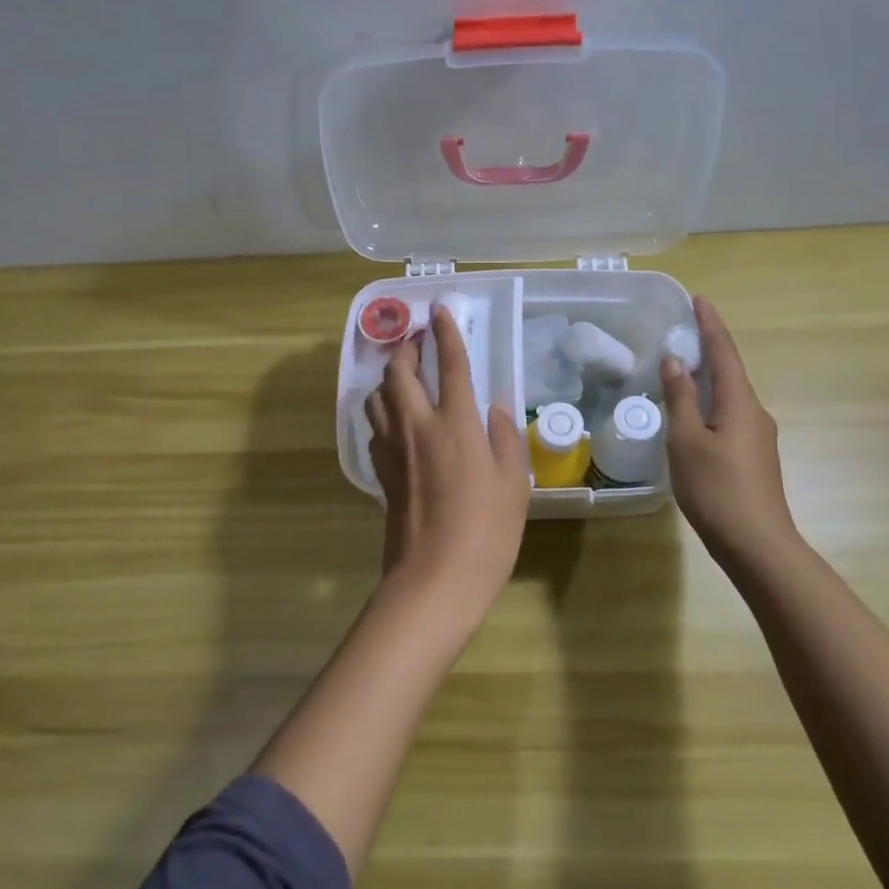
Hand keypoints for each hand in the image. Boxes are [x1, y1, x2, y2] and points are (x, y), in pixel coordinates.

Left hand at [365, 305, 530, 628]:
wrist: (434, 579)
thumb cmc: (486, 533)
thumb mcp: (514, 485)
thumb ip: (505, 440)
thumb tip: (496, 410)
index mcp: (455, 424)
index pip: (449, 365)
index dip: (446, 334)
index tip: (440, 309)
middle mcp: (417, 426)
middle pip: (398, 372)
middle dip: (404, 348)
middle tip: (415, 338)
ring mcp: (392, 449)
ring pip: (377, 396)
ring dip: (386, 377)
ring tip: (402, 376)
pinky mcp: (380, 472)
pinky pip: (374, 427)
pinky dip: (381, 411)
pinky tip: (395, 420)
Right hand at [661, 295, 804, 567]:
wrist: (757, 544)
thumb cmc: (716, 488)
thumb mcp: (687, 440)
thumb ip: (681, 398)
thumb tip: (676, 360)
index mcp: (740, 402)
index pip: (724, 352)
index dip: (710, 325)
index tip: (699, 299)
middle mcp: (755, 413)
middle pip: (730, 371)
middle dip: (708, 349)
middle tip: (682, 333)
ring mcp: (758, 437)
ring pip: (729, 396)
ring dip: (707, 378)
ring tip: (680, 371)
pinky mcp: (753, 457)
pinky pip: (729, 416)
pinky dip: (709, 404)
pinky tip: (692, 416)